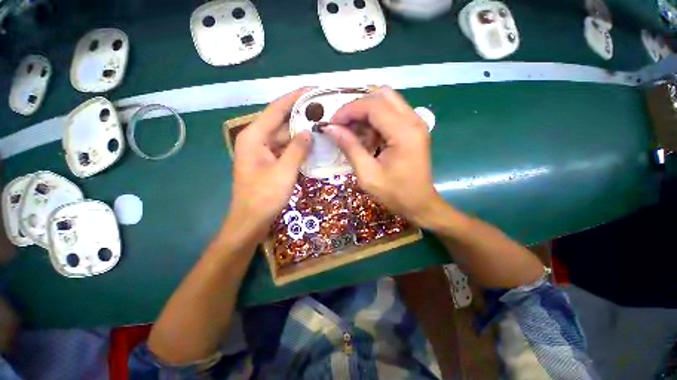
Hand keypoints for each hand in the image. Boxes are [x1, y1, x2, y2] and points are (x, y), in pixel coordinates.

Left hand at [228, 88, 311, 239]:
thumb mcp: (284, 172)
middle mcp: (256, 140)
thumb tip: (308, 131)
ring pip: (284, 136)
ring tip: (321, 124)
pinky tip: (312, 143)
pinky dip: (297, 146)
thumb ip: (297, 149)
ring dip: (300, 131)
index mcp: (254, 137)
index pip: (276, 109)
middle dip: (300, 115)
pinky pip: (285, 148)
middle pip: (280, 121)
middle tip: (322, 109)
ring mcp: (263, 152)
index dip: (294, 98)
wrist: (251, 221)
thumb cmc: (264, 197)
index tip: (312, 89)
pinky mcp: (269, 162)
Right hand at [325, 87, 440, 226]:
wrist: (420, 204)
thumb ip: (350, 148)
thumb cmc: (395, 193)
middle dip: (357, 107)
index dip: (348, 110)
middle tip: (343, 125)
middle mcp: (414, 120)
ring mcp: (416, 123)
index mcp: (404, 132)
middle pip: (381, 95)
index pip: (373, 105)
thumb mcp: (367, 174)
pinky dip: (375, 120)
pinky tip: (367, 137)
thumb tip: (330, 129)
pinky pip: (391, 113)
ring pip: (387, 101)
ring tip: (353, 133)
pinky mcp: (414, 129)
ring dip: (366, 113)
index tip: (332, 123)